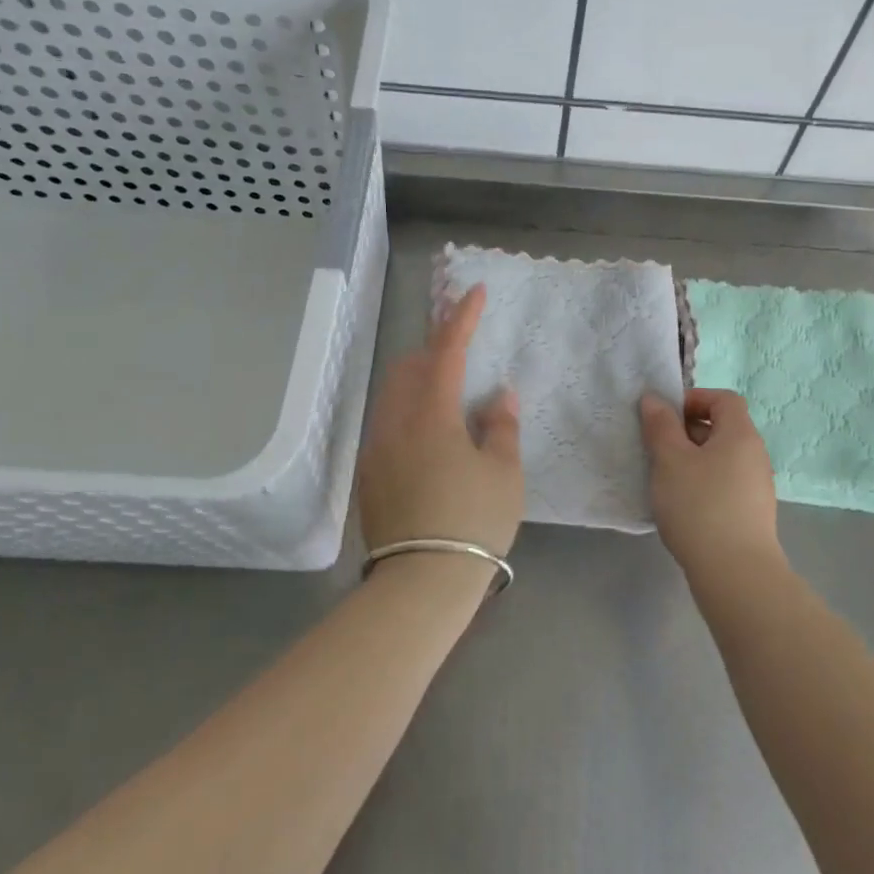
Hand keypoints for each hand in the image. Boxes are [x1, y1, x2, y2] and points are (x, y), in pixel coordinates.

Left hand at [357, 284, 523, 557]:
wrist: (421, 582)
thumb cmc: (473, 520)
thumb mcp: (504, 472)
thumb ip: (501, 426)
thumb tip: (498, 396)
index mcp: (431, 413)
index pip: (446, 350)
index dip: (461, 317)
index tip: (472, 291)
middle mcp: (395, 422)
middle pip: (409, 366)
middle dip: (434, 349)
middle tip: (462, 352)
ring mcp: (376, 449)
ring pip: (393, 395)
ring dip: (419, 381)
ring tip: (449, 396)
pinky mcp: (368, 475)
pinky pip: (388, 424)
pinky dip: (409, 412)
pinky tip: (431, 438)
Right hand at [639, 389, 779, 571]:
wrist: (736, 573)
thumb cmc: (700, 506)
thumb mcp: (670, 460)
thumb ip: (660, 426)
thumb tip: (654, 400)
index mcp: (741, 434)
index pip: (723, 399)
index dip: (694, 399)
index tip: (665, 417)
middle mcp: (755, 455)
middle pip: (722, 427)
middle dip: (687, 431)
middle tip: (657, 448)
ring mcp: (757, 486)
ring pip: (721, 458)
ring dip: (692, 460)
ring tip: (665, 479)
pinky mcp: (752, 513)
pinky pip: (724, 483)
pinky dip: (702, 484)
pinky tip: (682, 506)